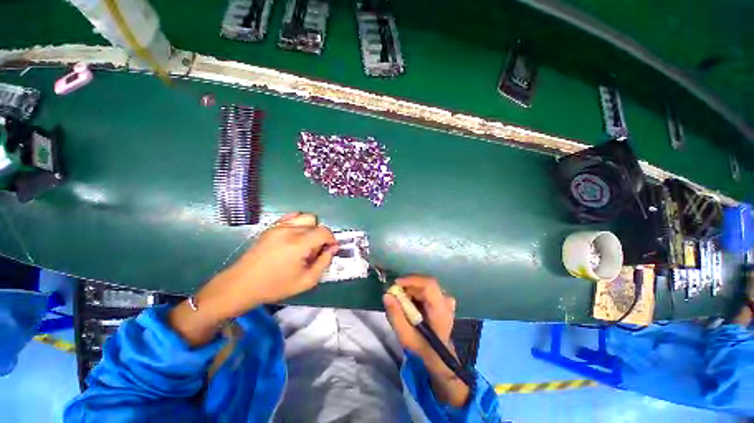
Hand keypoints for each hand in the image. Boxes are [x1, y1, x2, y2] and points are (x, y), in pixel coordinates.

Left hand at [201, 212, 335, 315]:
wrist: (241, 284)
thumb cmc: (275, 286)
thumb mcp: (306, 281)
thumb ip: (324, 262)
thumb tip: (332, 248)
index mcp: (298, 244)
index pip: (324, 231)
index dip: (331, 239)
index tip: (330, 249)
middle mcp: (289, 230)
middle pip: (315, 223)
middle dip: (320, 235)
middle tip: (314, 251)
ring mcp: (278, 226)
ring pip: (305, 217)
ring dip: (310, 228)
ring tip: (304, 243)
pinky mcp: (271, 227)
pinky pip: (291, 217)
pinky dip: (298, 223)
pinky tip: (294, 237)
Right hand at [383, 276, 469, 406]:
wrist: (439, 355)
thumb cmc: (423, 347)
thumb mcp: (406, 336)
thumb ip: (395, 315)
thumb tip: (386, 295)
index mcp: (440, 310)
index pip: (429, 285)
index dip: (412, 280)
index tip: (396, 283)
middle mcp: (446, 300)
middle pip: (425, 283)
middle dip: (407, 285)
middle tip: (394, 293)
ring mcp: (445, 298)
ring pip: (424, 284)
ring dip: (410, 289)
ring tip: (401, 300)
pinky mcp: (442, 298)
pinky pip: (426, 288)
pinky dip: (415, 291)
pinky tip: (409, 302)